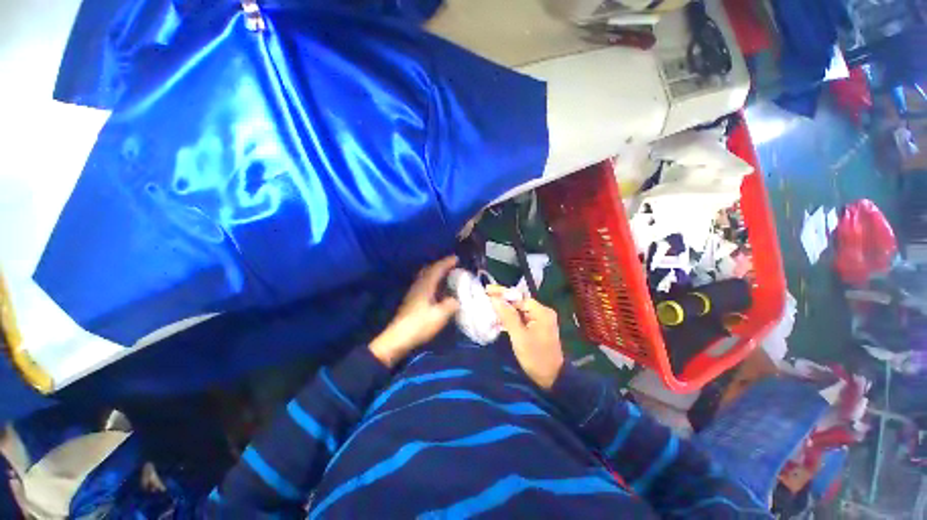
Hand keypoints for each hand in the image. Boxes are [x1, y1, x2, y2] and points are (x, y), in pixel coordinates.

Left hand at [370, 257, 459, 367]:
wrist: (398, 338)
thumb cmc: (420, 324)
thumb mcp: (440, 315)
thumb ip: (451, 305)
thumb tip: (457, 300)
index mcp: (425, 285)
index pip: (437, 269)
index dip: (447, 262)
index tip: (457, 258)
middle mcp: (419, 285)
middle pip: (429, 269)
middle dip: (441, 265)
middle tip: (452, 265)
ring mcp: (414, 292)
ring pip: (426, 276)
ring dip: (436, 273)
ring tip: (447, 275)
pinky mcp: (412, 300)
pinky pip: (425, 283)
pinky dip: (433, 281)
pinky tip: (439, 289)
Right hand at [488, 288, 563, 389]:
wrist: (552, 378)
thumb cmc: (535, 357)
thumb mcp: (519, 337)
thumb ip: (507, 316)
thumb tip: (495, 299)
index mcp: (541, 312)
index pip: (519, 297)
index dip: (502, 293)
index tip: (487, 290)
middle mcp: (542, 312)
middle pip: (519, 302)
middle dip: (502, 300)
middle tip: (485, 296)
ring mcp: (540, 320)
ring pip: (518, 310)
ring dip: (504, 309)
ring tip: (488, 305)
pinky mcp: (536, 328)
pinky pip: (521, 318)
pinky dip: (510, 318)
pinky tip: (498, 317)